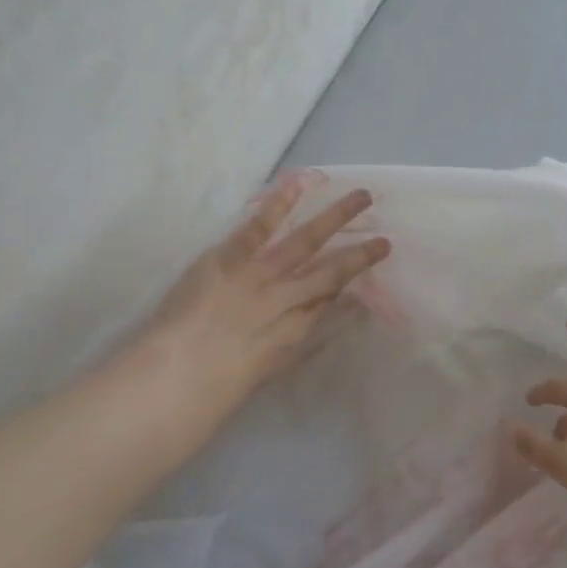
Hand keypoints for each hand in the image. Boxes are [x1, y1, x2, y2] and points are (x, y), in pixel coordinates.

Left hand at [132, 179, 389, 418]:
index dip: (354, 281)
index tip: (372, 268)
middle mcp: (288, 298)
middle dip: (360, 252)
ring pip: (306, 241)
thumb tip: (335, 316)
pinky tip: (297, 184)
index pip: (331, 299)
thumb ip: (304, 340)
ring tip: (362, 197)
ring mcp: (260, 275)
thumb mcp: (271, 366)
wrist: (179, 375)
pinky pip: (259, 228)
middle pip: (332, 269)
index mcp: (297, 329)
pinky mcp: (229, 259)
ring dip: (336, 217)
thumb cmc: (222, 383)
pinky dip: (278, 205)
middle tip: (387, 237)